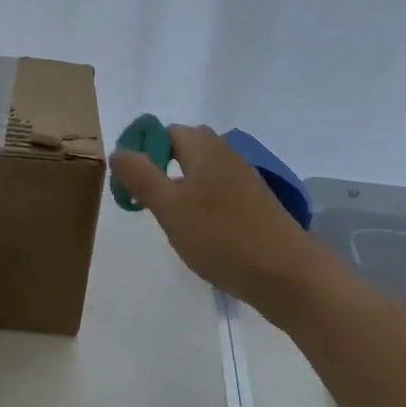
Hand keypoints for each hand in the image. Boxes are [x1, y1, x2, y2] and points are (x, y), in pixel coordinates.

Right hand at [110, 125, 321, 315]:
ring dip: (180, 189)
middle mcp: (227, 155)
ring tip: (169, 220)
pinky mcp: (254, 205)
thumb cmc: (221, 237)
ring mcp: (244, 180)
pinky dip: (200, 204)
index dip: (142, 150)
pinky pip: (217, 192)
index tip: (129, 182)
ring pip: (201, 172)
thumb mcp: (170, 207)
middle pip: (185, 148)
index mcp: (205, 148)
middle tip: (146, 201)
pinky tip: (198, 233)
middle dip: (160, 168)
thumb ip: (141, 176)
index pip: (166, 131)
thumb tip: (118, 151)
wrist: (287, 275)